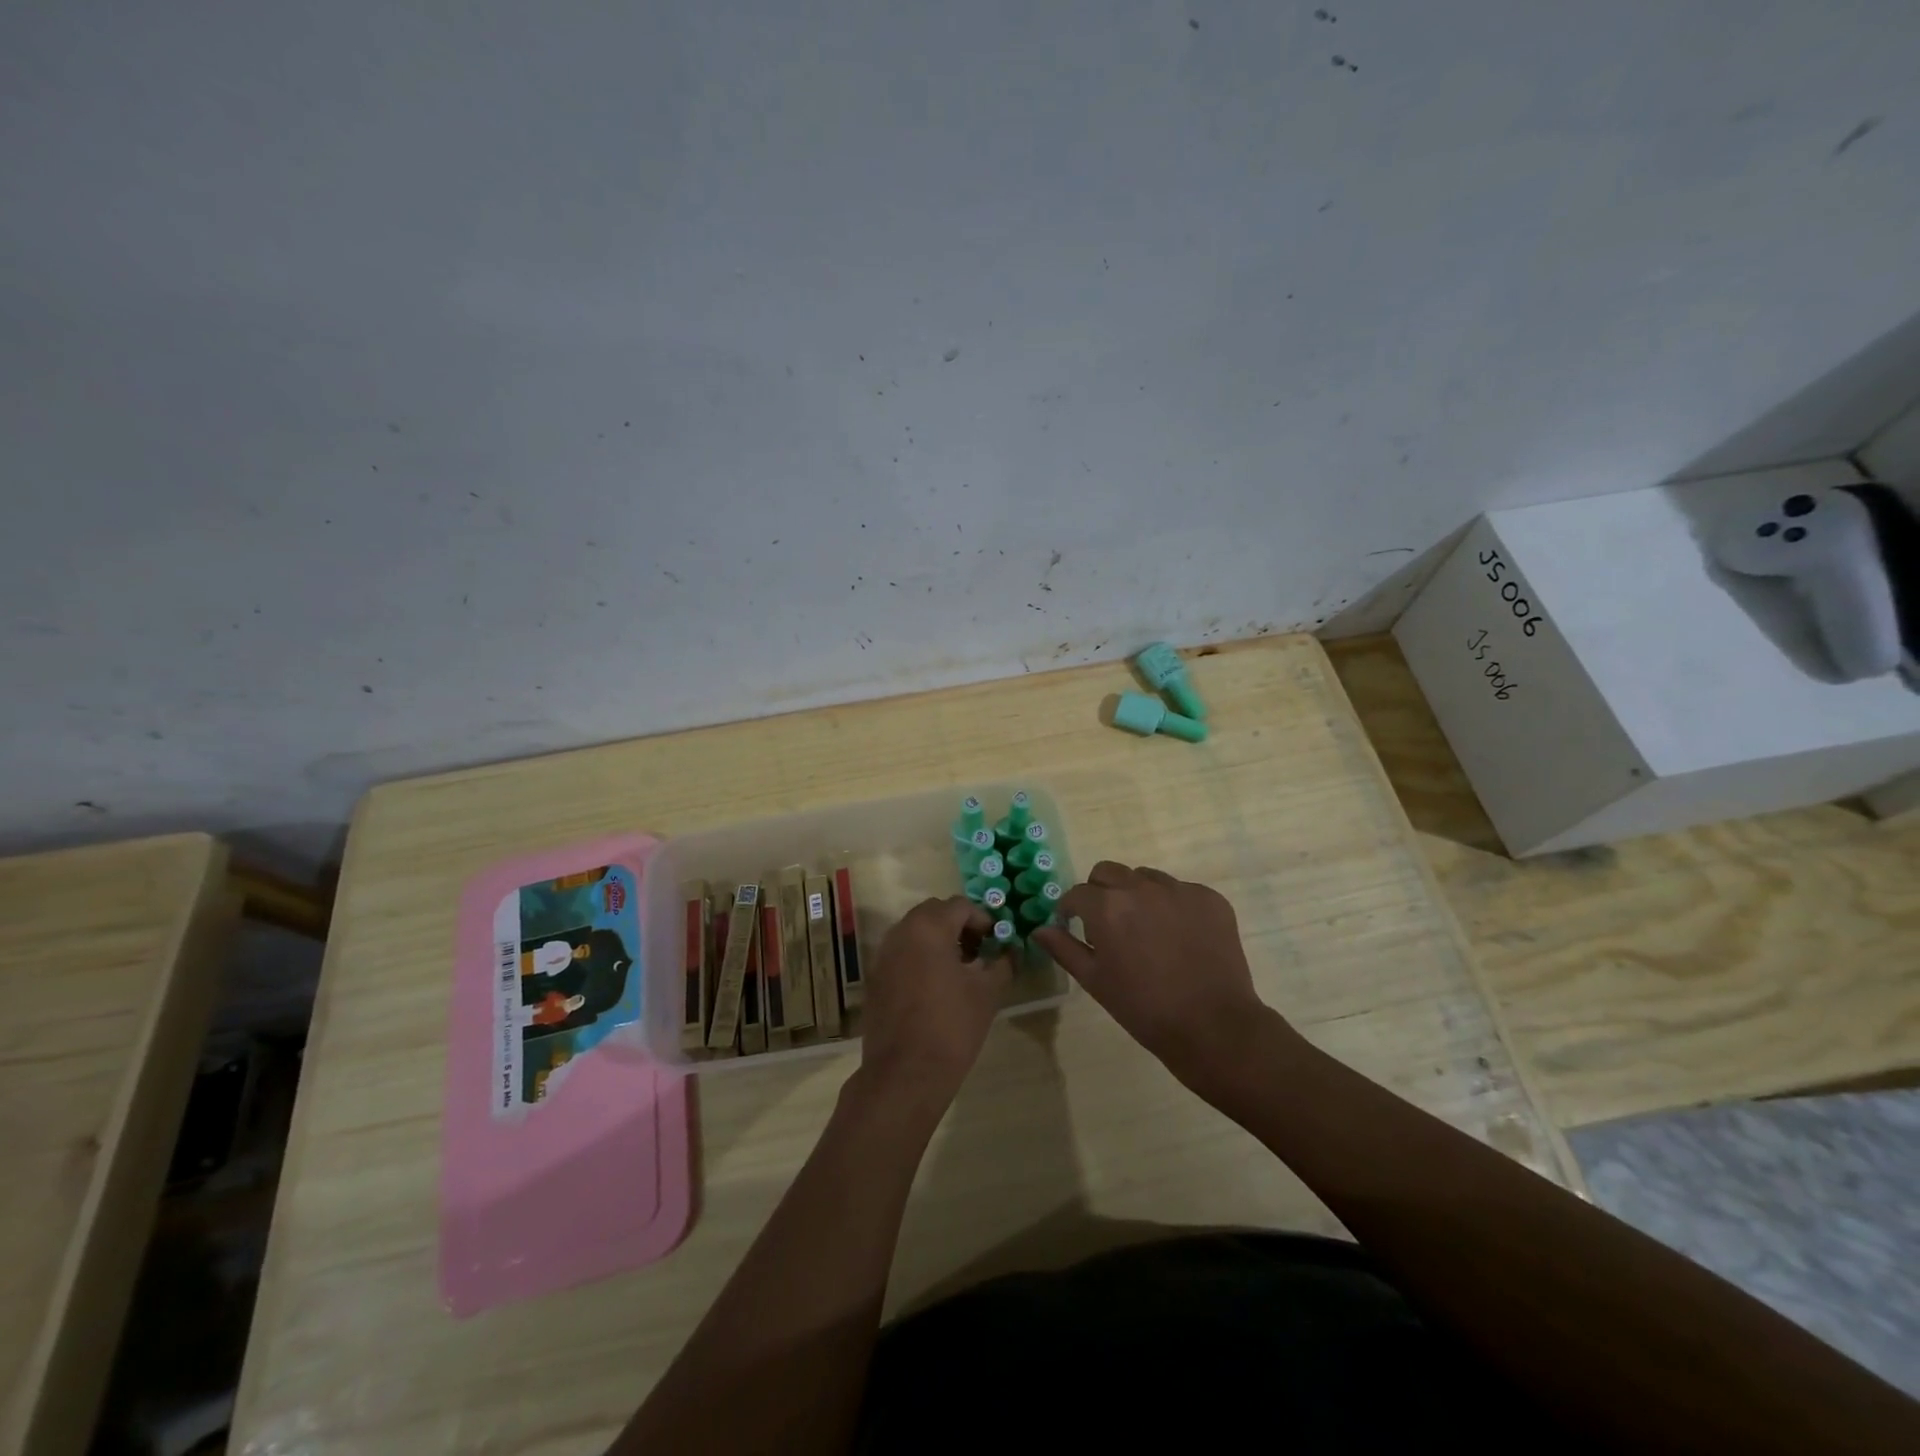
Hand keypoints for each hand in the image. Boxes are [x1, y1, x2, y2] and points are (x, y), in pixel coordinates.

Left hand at [857, 896, 1008, 1109]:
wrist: (905, 1074)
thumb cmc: (952, 1027)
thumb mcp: (988, 993)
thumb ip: (1003, 963)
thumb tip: (1011, 951)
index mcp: (928, 927)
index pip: (960, 906)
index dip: (983, 920)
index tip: (996, 943)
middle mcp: (901, 932)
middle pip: (934, 913)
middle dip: (959, 926)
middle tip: (979, 952)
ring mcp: (883, 955)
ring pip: (915, 932)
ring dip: (939, 940)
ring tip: (960, 971)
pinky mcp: (875, 978)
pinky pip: (902, 953)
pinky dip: (920, 957)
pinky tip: (936, 987)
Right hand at [1034, 862, 1282, 1090]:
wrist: (1213, 1027)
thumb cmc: (1144, 1009)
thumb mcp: (1095, 982)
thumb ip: (1064, 948)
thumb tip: (1039, 929)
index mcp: (1107, 906)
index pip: (1077, 893)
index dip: (1070, 909)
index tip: (1072, 924)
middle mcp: (1141, 887)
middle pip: (1108, 872)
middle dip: (1100, 892)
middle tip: (1108, 924)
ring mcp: (1179, 890)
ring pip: (1145, 878)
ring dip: (1137, 895)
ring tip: (1147, 930)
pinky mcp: (1210, 898)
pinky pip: (1181, 891)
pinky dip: (1173, 906)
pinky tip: (1179, 937)